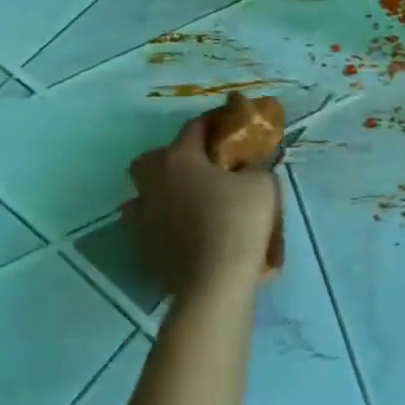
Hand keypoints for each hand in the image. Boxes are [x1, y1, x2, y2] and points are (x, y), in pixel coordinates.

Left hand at [122, 101, 281, 294]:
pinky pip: (150, 224)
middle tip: (201, 167)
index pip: (195, 128)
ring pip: (145, 193)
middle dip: (174, 157)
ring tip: (188, 201)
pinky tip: (184, 230)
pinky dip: (164, 222)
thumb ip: (255, 167)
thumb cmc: (239, 223)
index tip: (230, 124)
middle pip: (153, 158)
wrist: (214, 282)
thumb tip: (252, 164)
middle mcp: (153, 182)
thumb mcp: (261, 185)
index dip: (214, 122)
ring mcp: (143, 215)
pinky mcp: (143, 245)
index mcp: (180, 159)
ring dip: (161, 191)